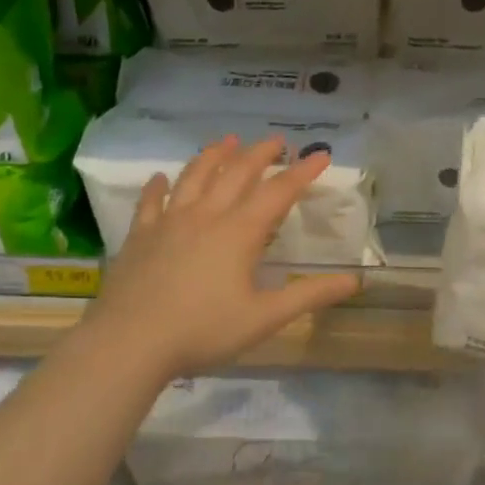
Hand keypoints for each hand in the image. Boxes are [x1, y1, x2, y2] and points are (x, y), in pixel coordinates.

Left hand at [80, 136, 361, 377]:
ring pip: (195, 176)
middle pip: (237, 173)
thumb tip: (355, 280)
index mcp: (240, 232)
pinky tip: (161, 177)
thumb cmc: (203, 331)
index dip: (302, 172)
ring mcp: (169, 222)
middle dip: (260, 154)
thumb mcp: (265, 317)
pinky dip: (158, 186)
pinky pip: (151, 201)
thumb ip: (310, 295)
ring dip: (214, 156)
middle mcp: (206, 215)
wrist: (129, 343)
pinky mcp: (140, 235)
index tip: (321, 154)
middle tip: (276, 141)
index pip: (279, 192)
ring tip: (228, 141)